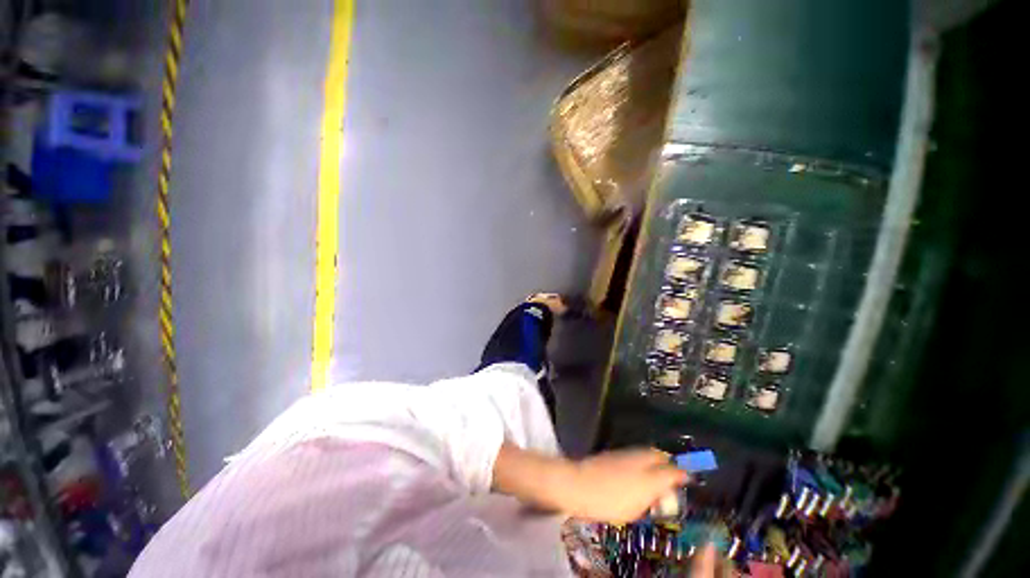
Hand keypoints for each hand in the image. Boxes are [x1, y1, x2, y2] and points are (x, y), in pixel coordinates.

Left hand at [561, 448, 687, 522]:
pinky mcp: (613, 454)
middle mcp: (639, 458)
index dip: (682, 474)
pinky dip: (641, 461)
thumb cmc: (611, 500)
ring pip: (646, 453)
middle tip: (672, 476)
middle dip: (668, 463)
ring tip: (655, 476)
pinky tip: (638, 473)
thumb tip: (667, 490)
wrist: (579, 483)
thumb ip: (655, 496)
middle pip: (659, 456)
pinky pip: (634, 454)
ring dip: (654, 461)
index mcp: (649, 474)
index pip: (673, 470)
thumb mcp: (638, 507)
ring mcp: (624, 454)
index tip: (688, 478)